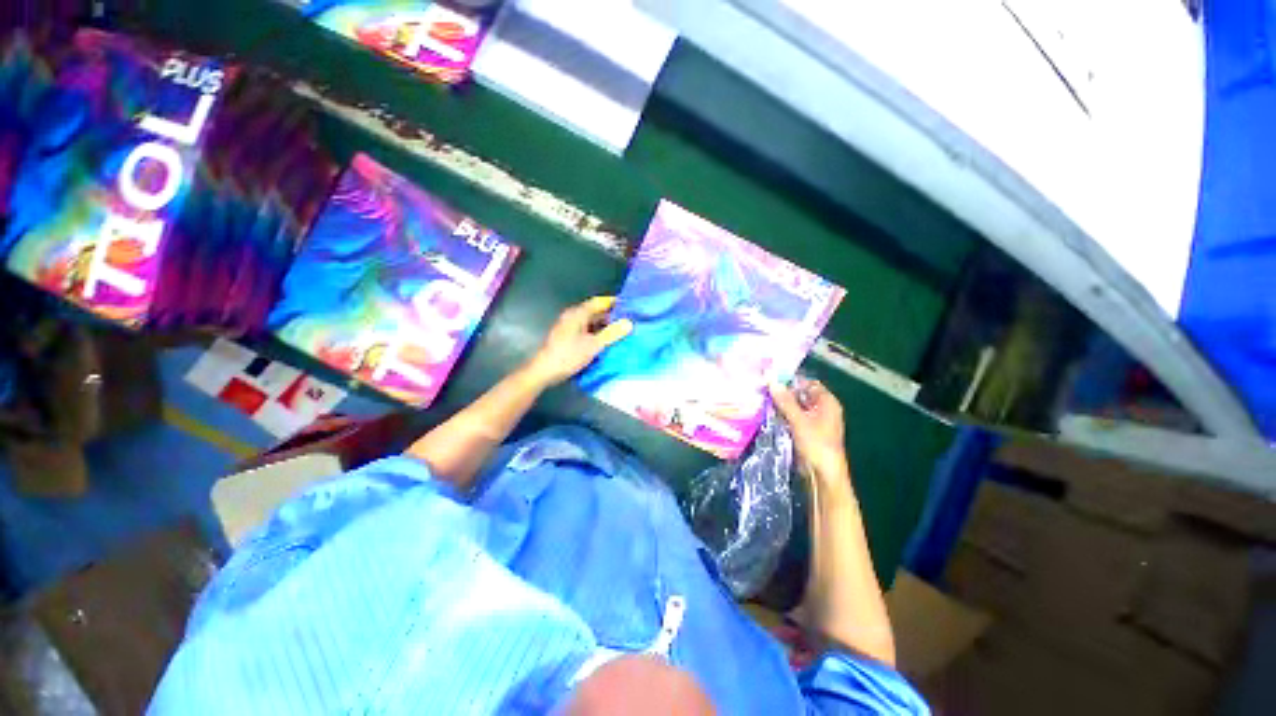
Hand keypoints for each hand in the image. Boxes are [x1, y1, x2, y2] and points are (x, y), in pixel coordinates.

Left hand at [523, 296, 632, 387]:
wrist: (544, 371)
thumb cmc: (568, 355)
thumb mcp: (593, 345)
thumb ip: (611, 333)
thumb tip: (628, 323)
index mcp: (577, 313)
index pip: (598, 302)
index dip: (613, 302)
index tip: (629, 306)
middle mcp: (572, 317)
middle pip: (594, 312)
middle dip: (611, 316)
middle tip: (628, 321)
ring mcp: (569, 327)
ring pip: (590, 322)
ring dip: (604, 326)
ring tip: (620, 332)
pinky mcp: (567, 338)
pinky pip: (586, 331)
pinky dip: (596, 334)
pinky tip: (606, 342)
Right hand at [769, 378, 847, 481]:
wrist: (823, 475)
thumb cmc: (816, 444)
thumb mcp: (799, 420)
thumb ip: (785, 401)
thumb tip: (772, 380)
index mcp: (827, 402)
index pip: (808, 383)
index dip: (791, 380)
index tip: (772, 379)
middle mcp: (822, 409)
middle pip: (800, 395)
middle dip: (783, 393)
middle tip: (763, 389)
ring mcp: (814, 421)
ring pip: (794, 407)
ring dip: (780, 405)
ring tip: (761, 399)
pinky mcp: (805, 432)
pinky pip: (792, 418)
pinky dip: (782, 416)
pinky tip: (767, 414)